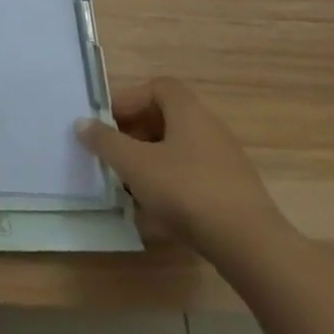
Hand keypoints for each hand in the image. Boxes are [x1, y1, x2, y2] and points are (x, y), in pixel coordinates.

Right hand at [75, 78, 288, 259]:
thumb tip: (82, 123)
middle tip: (114, 153)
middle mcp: (210, 127)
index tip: (108, 122)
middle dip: (136, 133)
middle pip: (166, 118)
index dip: (130, 99)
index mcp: (188, 111)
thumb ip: (105, 141)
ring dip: (151, 160)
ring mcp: (225, 160)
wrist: (251, 246)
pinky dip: (171, 183)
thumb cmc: (187, 191)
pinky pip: (193, 175)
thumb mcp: (135, 164)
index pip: (157, 87)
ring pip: (178, 149)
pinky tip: (157, 209)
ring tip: (130, 184)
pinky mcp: (233, 191)